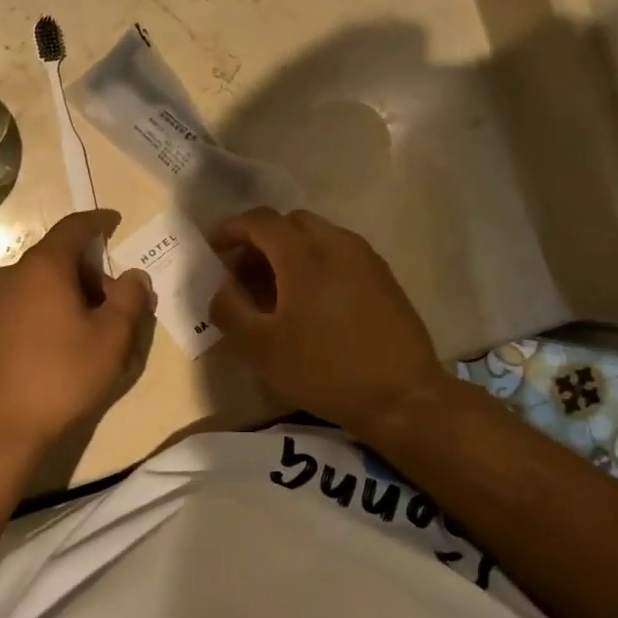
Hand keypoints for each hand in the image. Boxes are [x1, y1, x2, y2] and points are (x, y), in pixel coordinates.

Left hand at [0, 210, 154, 454]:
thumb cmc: (61, 376)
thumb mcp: (111, 339)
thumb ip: (130, 299)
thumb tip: (134, 275)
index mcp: (44, 267)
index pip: (74, 227)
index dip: (98, 221)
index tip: (115, 221)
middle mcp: (12, 275)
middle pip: (57, 257)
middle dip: (90, 270)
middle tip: (116, 299)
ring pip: (39, 283)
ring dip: (69, 293)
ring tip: (91, 327)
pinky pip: (23, 305)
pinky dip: (47, 310)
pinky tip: (60, 344)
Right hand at [208, 207, 450, 440]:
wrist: (402, 396)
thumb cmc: (323, 369)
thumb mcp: (261, 347)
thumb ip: (230, 309)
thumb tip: (221, 287)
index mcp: (303, 254)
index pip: (260, 220)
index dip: (231, 228)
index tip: (214, 249)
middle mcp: (337, 243)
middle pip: (291, 223)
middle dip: (261, 240)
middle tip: (244, 274)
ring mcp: (366, 259)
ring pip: (318, 237)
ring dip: (290, 252)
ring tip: (276, 291)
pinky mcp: (384, 278)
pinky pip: (340, 254)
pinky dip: (316, 263)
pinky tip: (311, 303)